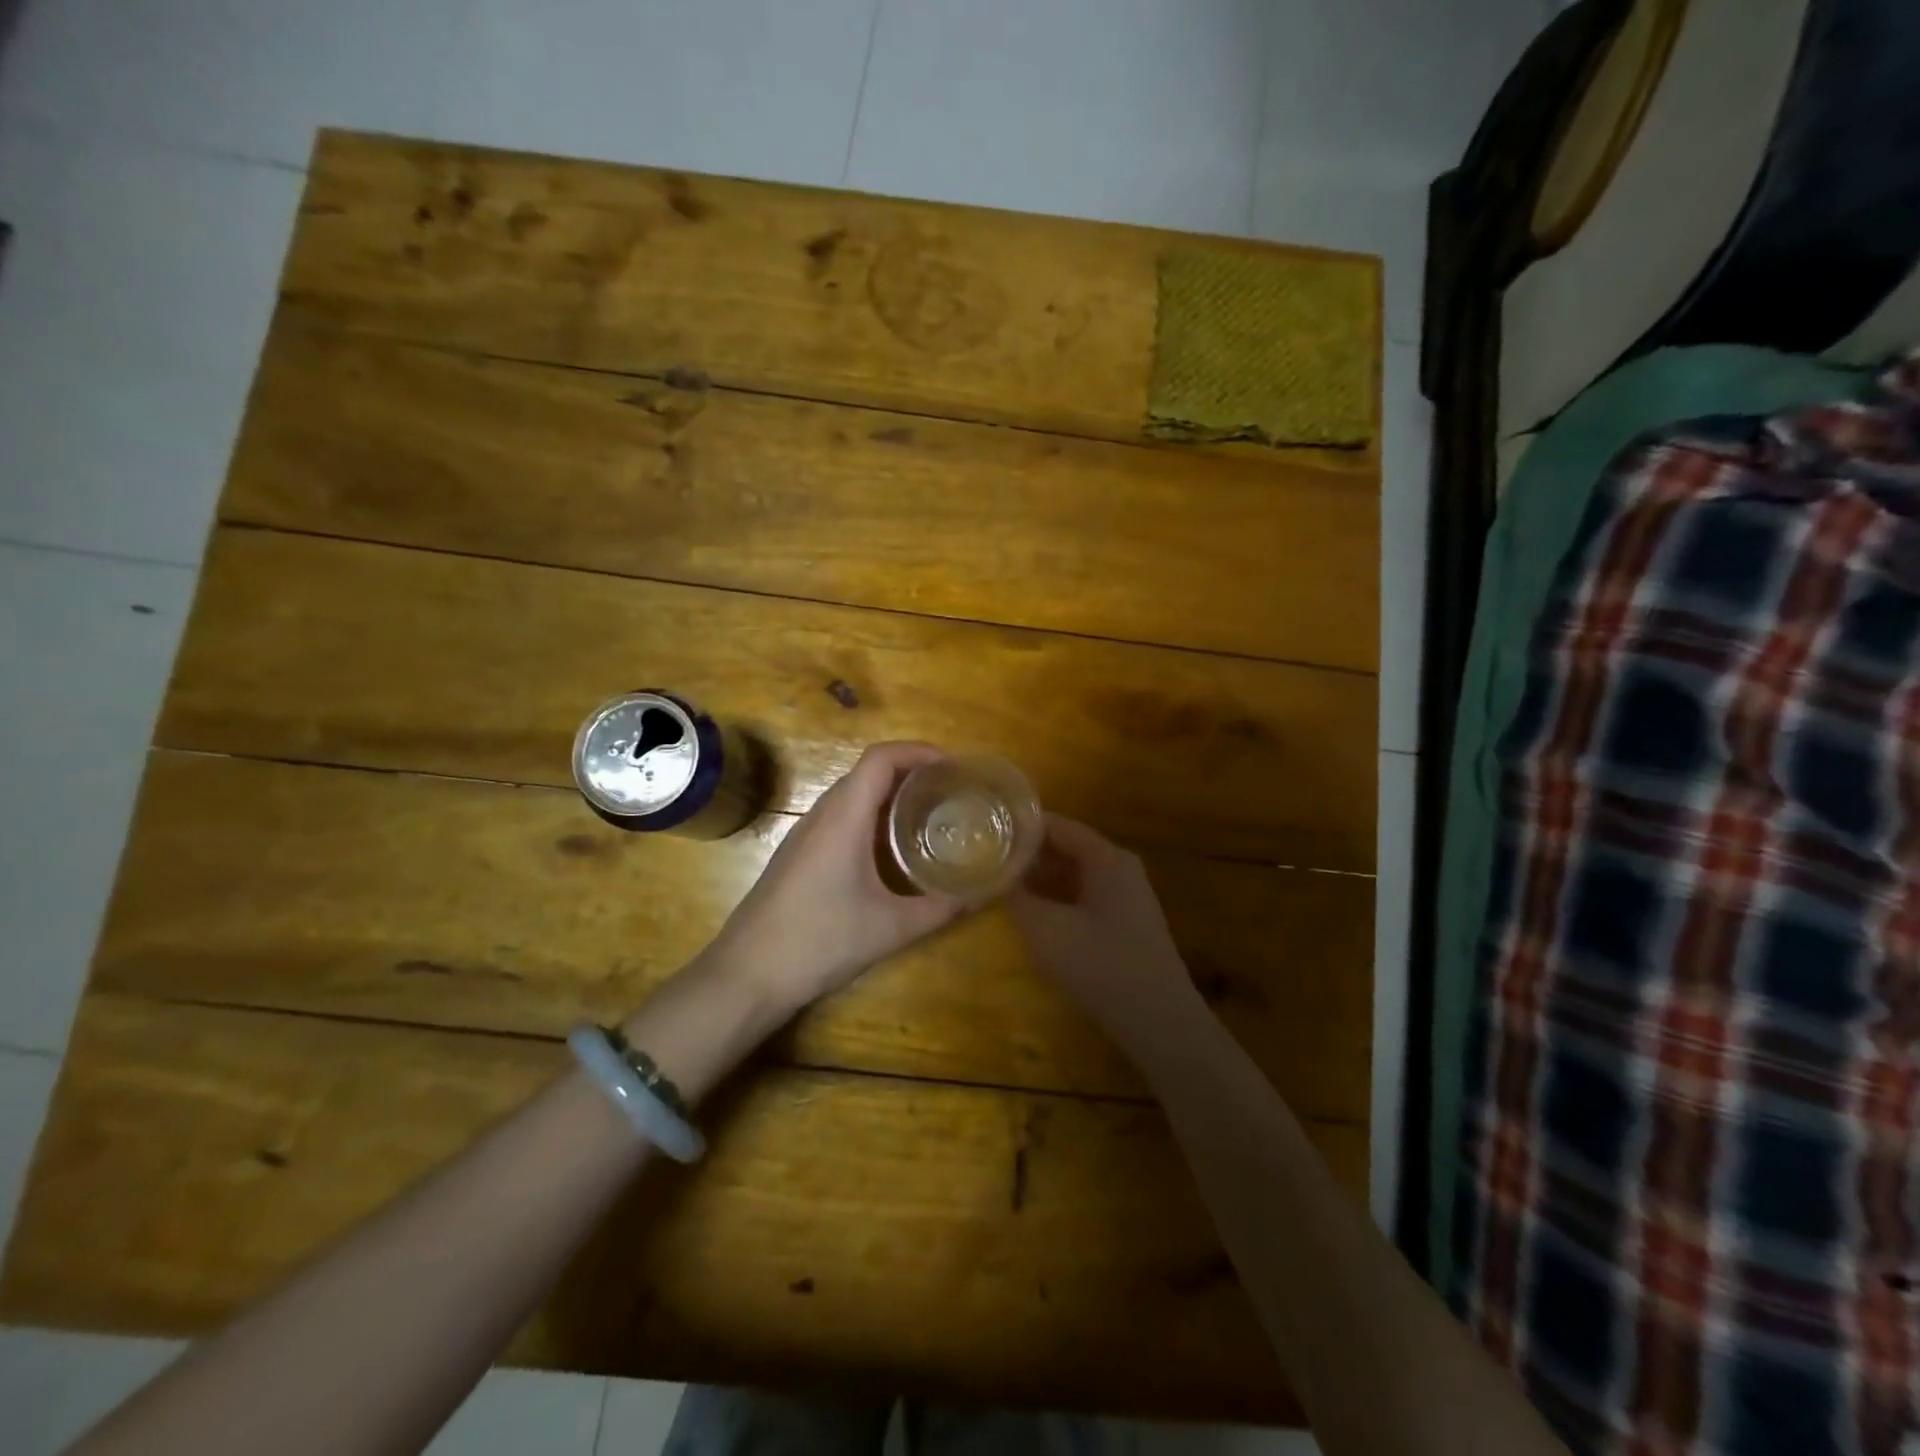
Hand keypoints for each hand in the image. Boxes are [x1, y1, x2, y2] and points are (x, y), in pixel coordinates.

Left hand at [706, 742, 970, 1012]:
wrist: (747, 975)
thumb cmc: (820, 941)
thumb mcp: (890, 928)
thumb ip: (939, 909)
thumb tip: (979, 895)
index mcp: (844, 817)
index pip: (881, 757)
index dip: (918, 751)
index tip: (953, 767)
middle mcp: (822, 814)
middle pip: (868, 771)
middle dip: (911, 771)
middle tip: (950, 791)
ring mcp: (805, 834)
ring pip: (852, 795)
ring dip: (890, 794)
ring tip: (928, 814)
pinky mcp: (798, 854)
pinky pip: (840, 817)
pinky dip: (871, 816)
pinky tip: (890, 849)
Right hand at [1008, 815, 1206, 1058]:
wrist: (1159, 1022)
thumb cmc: (1102, 966)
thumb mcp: (1047, 931)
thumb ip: (1017, 898)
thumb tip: (994, 878)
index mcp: (1107, 858)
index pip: (1057, 825)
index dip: (1020, 827)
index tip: (985, 831)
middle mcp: (1120, 868)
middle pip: (1067, 847)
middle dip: (1027, 854)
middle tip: (986, 859)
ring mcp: (1126, 896)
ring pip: (1074, 874)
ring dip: (1040, 879)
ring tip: (1001, 884)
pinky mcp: (1126, 923)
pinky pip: (1084, 896)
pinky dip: (1057, 898)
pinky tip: (1032, 914)